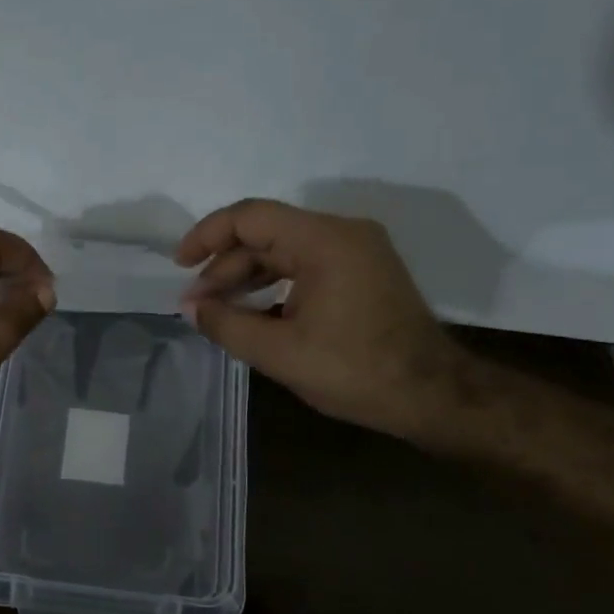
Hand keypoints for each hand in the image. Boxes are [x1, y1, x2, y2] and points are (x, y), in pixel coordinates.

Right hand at [175, 199, 466, 439]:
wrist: (433, 395)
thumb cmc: (356, 372)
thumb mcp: (280, 353)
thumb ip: (227, 325)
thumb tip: (191, 307)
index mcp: (324, 241)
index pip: (251, 217)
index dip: (208, 235)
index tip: (180, 265)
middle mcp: (342, 233)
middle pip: (267, 234)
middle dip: (225, 266)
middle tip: (197, 304)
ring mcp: (357, 251)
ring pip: (285, 250)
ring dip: (248, 277)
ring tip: (217, 309)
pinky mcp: (363, 272)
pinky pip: (306, 265)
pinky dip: (275, 284)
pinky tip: (254, 312)